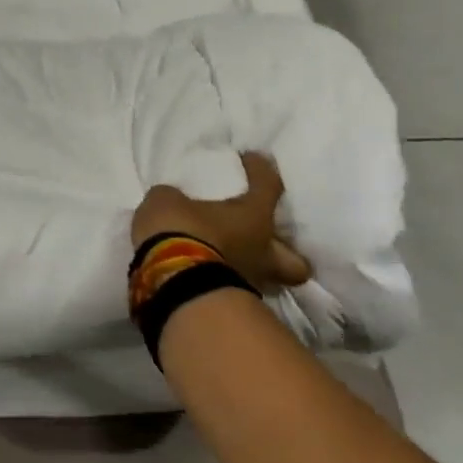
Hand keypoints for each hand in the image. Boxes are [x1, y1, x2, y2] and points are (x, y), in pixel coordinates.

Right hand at [132, 153, 310, 293]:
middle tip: (266, 240)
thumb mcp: (167, 201)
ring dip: (252, 268)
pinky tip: (206, 270)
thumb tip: (175, 202)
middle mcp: (262, 252)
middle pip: (295, 262)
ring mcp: (249, 282)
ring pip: (266, 279)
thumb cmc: (181, 230)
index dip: (261, 170)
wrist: (171, 281)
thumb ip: (176, 199)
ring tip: (231, 258)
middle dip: (286, 252)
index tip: (251, 158)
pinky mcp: (228, 303)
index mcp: (254, 218)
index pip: (268, 186)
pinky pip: (233, 287)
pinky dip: (224, 279)